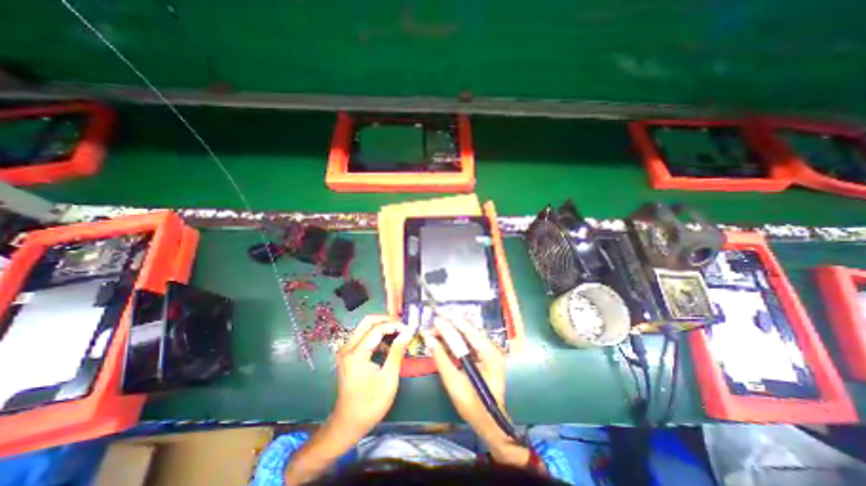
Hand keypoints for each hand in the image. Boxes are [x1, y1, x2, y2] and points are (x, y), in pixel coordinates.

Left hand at [330, 313, 413, 438]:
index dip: (395, 326)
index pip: (377, 329)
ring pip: (365, 327)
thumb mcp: (388, 378)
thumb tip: (408, 332)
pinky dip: (377, 335)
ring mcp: (346, 350)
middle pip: (368, 321)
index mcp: (356, 354)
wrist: (348, 424)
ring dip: (383, 327)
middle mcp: (347, 348)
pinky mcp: (349, 355)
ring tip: (399, 333)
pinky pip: (364, 336)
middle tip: (403, 325)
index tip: (410, 329)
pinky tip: (389, 344)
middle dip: (387, 320)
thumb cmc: (370, 404)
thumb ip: (397, 351)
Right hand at [419, 316, 527, 465]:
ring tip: (435, 330)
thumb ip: (441, 358)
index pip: (468, 330)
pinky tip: (444, 339)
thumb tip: (428, 339)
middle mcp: (491, 348)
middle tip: (432, 323)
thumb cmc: (473, 406)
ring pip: (468, 334)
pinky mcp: (484, 356)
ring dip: (451, 330)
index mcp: (489, 353)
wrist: (489, 423)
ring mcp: (489, 352)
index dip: (451, 321)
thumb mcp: (454, 383)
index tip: (436, 315)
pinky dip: (455, 339)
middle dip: (449, 324)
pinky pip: (468, 342)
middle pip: (469, 329)